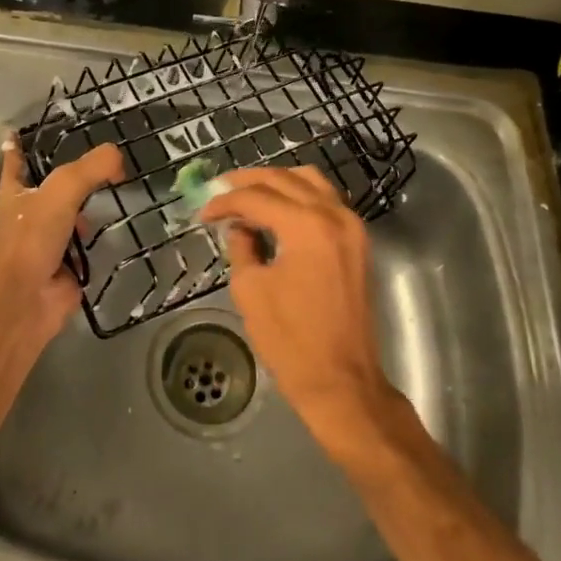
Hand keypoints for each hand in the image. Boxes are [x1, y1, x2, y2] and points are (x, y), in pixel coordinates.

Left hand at [0, 136, 123, 331]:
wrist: (27, 299)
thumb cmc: (33, 237)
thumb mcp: (62, 190)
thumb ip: (91, 168)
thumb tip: (118, 156)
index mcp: (14, 193)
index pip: (15, 161)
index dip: (19, 146)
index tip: (20, 131)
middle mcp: (27, 215)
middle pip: (49, 187)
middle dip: (69, 176)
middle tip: (97, 160)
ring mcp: (46, 241)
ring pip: (69, 215)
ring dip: (87, 208)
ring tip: (115, 188)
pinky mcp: (66, 265)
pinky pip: (85, 245)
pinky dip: (99, 238)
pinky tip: (118, 226)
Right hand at [199, 166, 396, 447]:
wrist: (342, 381)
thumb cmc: (291, 340)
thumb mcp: (250, 289)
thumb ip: (242, 246)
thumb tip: (240, 227)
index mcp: (307, 226)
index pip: (257, 197)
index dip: (225, 202)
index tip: (203, 212)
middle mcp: (334, 215)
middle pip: (285, 179)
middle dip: (248, 182)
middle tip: (220, 191)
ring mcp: (352, 226)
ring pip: (311, 181)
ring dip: (277, 182)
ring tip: (247, 194)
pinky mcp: (357, 242)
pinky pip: (327, 200)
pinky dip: (300, 195)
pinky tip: (278, 209)